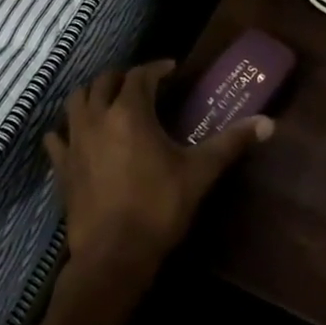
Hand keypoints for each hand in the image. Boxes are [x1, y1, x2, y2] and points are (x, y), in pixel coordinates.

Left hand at [44, 59, 273, 289]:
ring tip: (109, 101)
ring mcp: (75, 142)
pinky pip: (57, 138)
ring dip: (92, 94)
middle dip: (123, 77)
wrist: (114, 256)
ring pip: (76, 101)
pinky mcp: (62, 167)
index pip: (141, 75)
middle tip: (142, 84)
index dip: (157, 68)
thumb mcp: (200, 173)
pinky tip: (74, 135)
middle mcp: (98, 118)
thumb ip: (231, 143)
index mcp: (130, 112)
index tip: (172, 69)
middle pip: (103, 81)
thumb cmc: (159, 208)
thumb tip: (268, 123)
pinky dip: (66, 129)